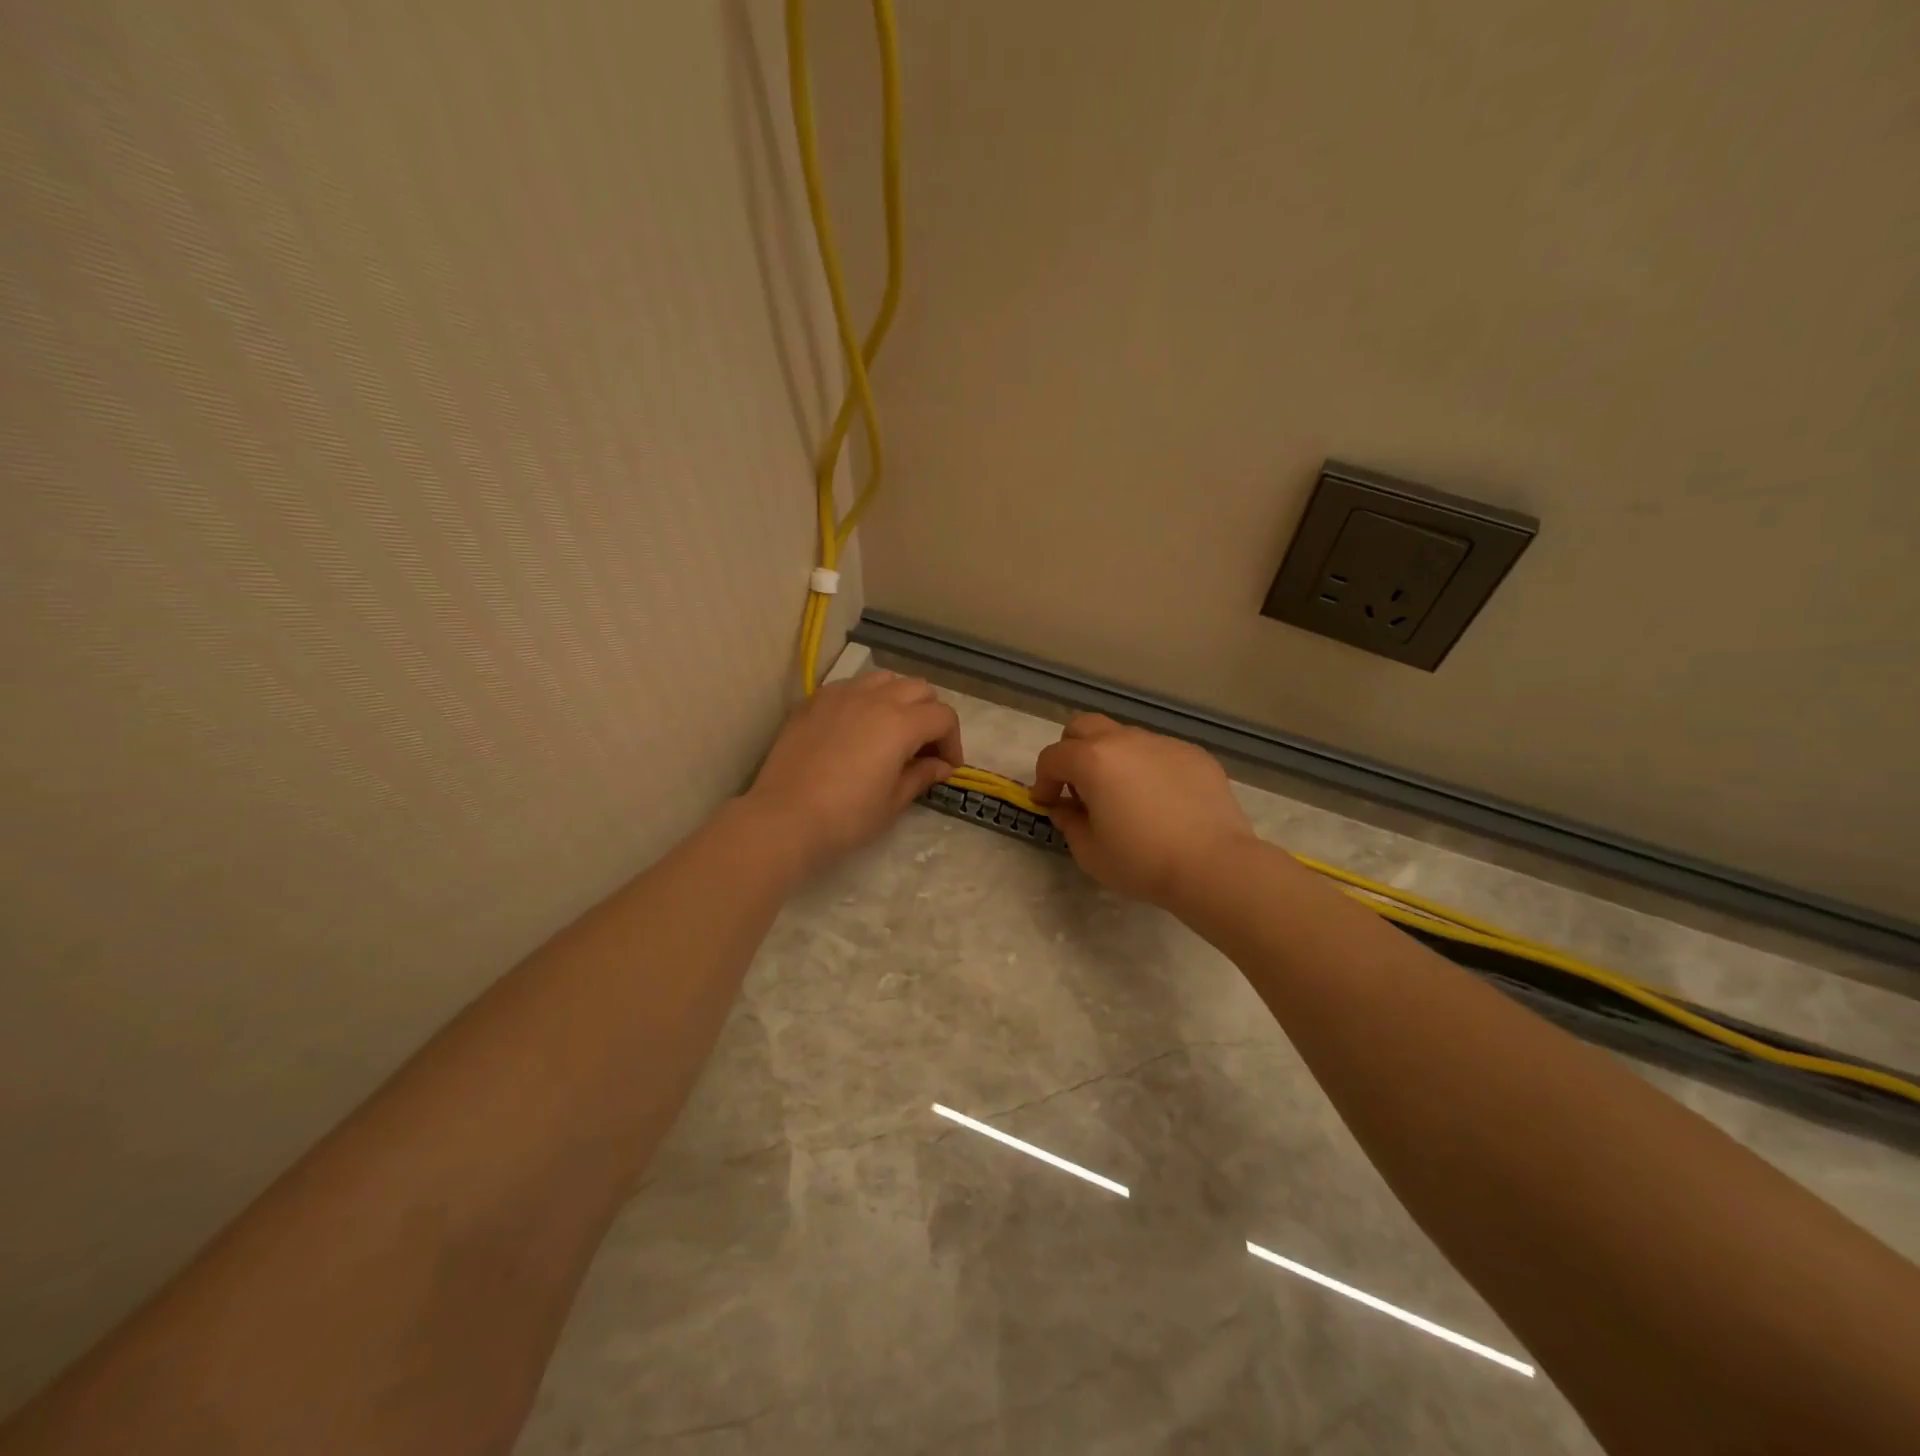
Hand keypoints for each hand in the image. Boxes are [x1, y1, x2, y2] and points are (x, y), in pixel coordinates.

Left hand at [744, 671, 962, 874]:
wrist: (783, 819)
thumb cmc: (846, 817)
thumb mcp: (893, 802)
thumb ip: (921, 776)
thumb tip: (941, 765)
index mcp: (900, 723)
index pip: (942, 717)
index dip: (953, 741)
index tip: (947, 767)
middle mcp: (874, 698)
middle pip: (919, 688)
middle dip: (930, 714)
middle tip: (923, 747)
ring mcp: (840, 695)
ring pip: (884, 678)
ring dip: (898, 699)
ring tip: (891, 729)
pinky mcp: (813, 701)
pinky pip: (850, 686)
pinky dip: (864, 699)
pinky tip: (856, 727)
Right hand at [1031, 714, 1256, 906]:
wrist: (1213, 865)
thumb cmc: (1142, 861)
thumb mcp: (1089, 852)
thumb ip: (1068, 822)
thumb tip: (1064, 807)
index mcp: (1093, 760)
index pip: (1052, 757)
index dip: (1042, 780)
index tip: (1047, 804)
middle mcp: (1125, 740)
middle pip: (1083, 726)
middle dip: (1071, 751)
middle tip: (1078, 786)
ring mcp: (1162, 743)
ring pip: (1123, 737)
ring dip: (1111, 758)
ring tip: (1123, 795)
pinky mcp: (1193, 754)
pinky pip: (1158, 752)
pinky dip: (1147, 767)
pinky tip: (1160, 800)